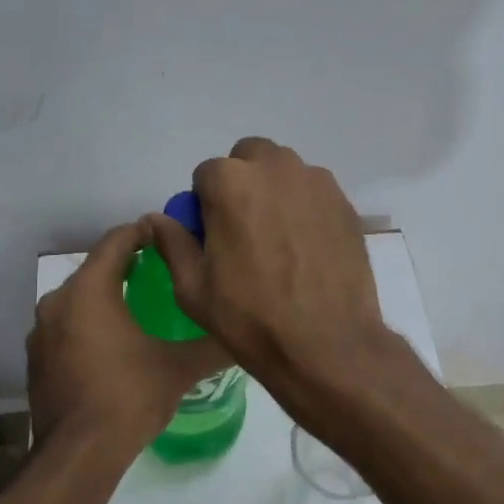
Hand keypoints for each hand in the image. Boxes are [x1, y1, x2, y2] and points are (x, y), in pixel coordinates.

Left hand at [27, 219, 230, 452]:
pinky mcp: (37, 359)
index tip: (169, 234)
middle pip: (96, 269)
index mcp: (88, 290)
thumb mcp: (179, 368)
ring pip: (79, 299)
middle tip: (163, 271)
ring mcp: (41, 332)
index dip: (144, 232)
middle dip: (128, 266)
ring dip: (106, 297)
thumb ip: (213, 345)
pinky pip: (67, 327)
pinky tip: (113, 345)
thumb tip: (244, 334)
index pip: (117, 241)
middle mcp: (57, 301)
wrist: (77, 455)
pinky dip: (89, 325)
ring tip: (141, 307)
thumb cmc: (128, 398)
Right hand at [146, 138, 390, 391]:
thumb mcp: (193, 288)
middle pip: (249, 159)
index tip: (213, 236)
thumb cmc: (250, 317)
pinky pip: (314, 193)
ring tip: (278, 240)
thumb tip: (158, 219)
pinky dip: (305, 208)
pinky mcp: (345, 203)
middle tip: (244, 229)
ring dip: (274, 192)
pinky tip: (306, 249)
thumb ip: (173, 242)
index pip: (205, 175)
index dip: (204, 205)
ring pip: (285, 172)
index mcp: (230, 182)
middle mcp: (276, 168)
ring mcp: (316, 183)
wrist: (326, 344)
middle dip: (241, 184)